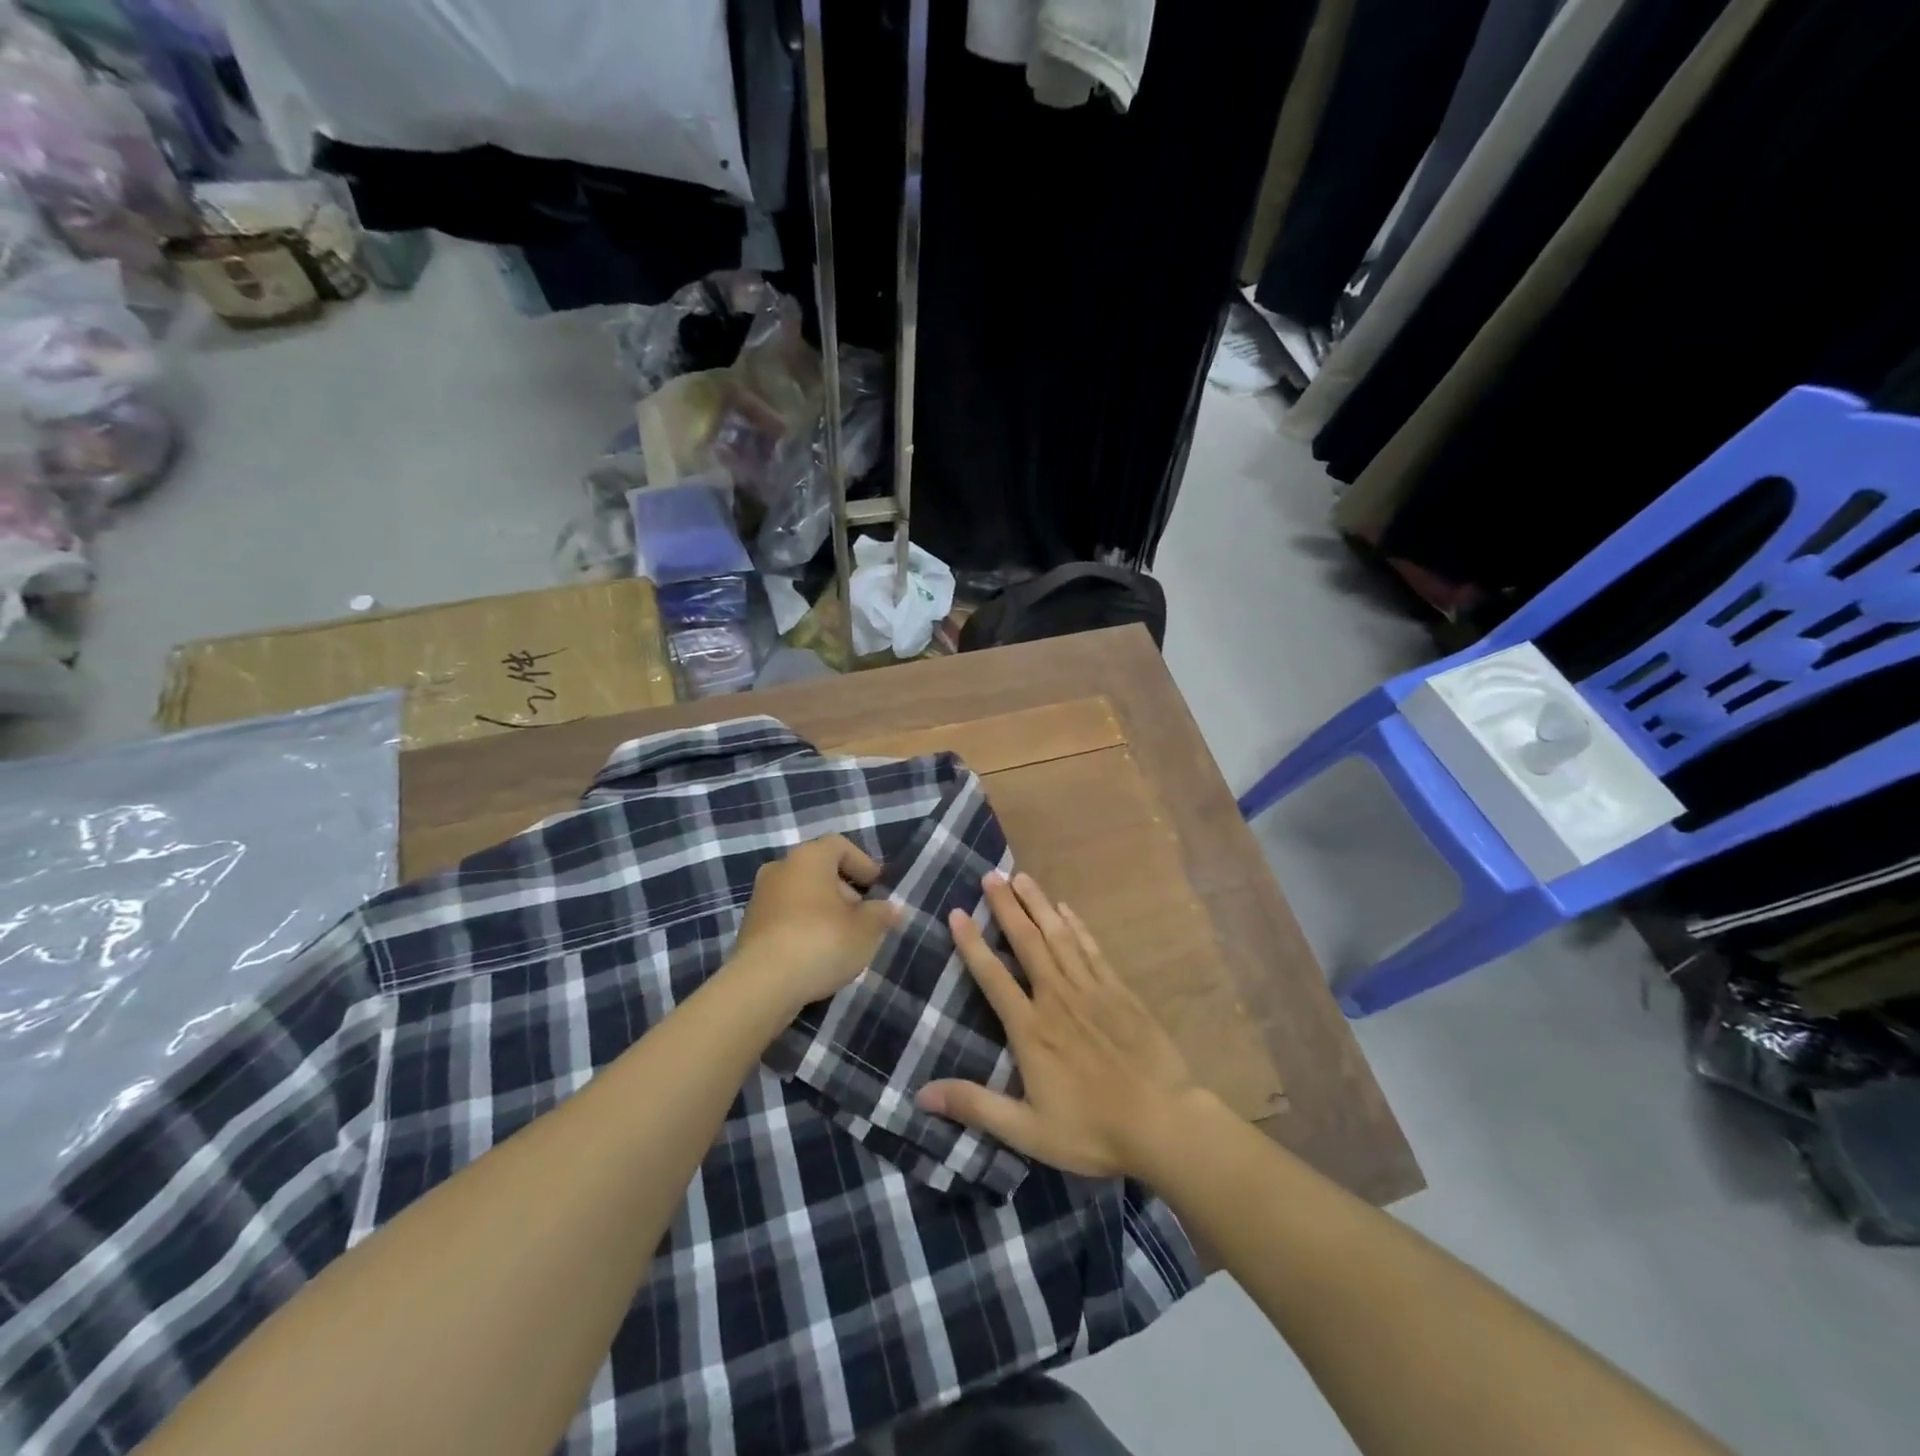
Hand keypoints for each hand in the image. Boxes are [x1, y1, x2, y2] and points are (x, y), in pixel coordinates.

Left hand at [731, 835, 897, 1011]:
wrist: (762, 984)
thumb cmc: (821, 942)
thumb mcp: (865, 930)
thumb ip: (880, 914)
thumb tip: (891, 909)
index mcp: (809, 858)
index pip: (839, 845)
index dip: (862, 863)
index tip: (878, 888)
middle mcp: (780, 868)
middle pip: (819, 870)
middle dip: (845, 891)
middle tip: (863, 917)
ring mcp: (760, 898)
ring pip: (801, 895)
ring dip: (823, 911)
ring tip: (843, 940)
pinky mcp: (749, 928)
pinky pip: (785, 918)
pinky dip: (803, 928)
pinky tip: (817, 955)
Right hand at [915, 872, 1195, 1177]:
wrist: (1163, 1123)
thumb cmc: (1092, 1129)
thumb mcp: (1027, 1130)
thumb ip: (975, 1106)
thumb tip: (921, 1094)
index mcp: (1031, 1029)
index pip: (993, 976)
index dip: (972, 943)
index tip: (956, 912)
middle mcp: (1057, 998)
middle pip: (1027, 942)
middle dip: (1007, 907)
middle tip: (990, 875)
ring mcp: (1091, 990)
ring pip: (1059, 936)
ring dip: (1038, 904)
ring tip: (1021, 877)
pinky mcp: (1119, 991)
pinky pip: (1091, 948)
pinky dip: (1076, 925)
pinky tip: (1066, 908)